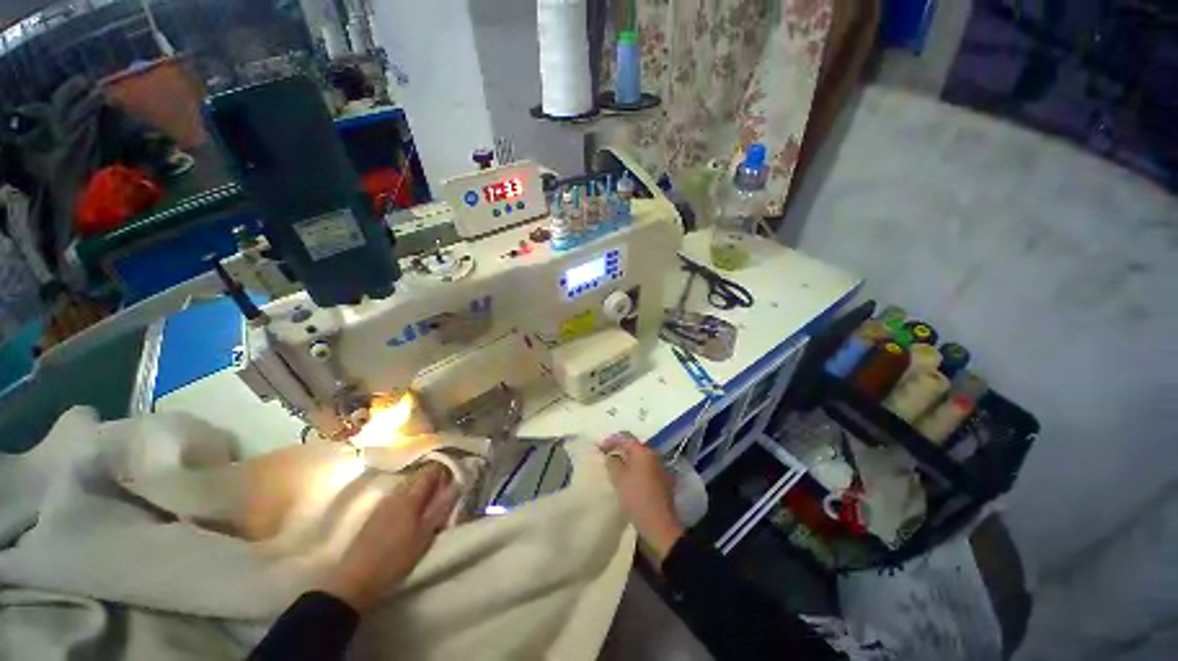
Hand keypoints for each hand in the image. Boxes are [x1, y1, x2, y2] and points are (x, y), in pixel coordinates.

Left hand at [321, 463, 457, 611]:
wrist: (354, 581)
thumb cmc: (395, 559)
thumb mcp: (424, 536)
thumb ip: (441, 508)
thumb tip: (457, 485)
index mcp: (410, 496)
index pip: (430, 471)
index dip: (444, 470)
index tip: (456, 478)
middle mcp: (395, 494)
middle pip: (417, 476)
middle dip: (433, 479)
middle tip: (447, 491)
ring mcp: (383, 504)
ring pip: (407, 486)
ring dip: (421, 488)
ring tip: (433, 502)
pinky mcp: (375, 515)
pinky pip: (397, 496)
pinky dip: (409, 497)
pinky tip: (413, 512)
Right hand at [599, 432, 684, 562]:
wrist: (660, 525)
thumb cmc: (637, 498)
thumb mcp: (618, 479)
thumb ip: (612, 463)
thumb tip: (610, 456)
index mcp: (643, 451)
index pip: (625, 437)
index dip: (610, 440)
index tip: (599, 447)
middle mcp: (653, 454)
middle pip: (634, 445)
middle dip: (620, 448)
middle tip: (606, 455)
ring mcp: (660, 467)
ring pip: (640, 457)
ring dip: (628, 459)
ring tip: (615, 466)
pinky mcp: (662, 479)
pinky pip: (645, 467)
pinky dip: (635, 468)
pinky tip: (628, 477)